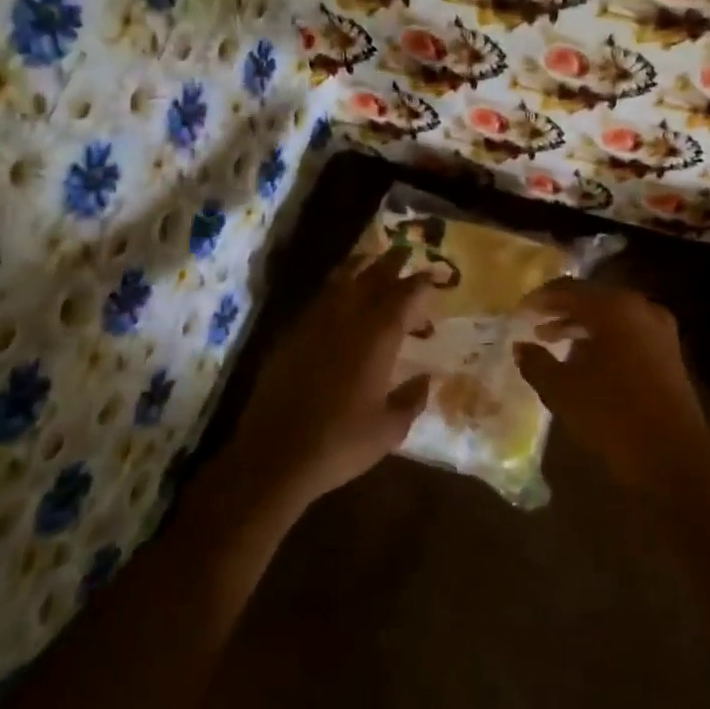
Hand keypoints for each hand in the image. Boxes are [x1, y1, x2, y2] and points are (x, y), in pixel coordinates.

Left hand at [231, 248, 430, 510]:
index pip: (405, 296)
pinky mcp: (289, 336)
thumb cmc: (341, 443)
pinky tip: (339, 301)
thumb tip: (426, 380)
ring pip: (339, 281)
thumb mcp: (390, 429)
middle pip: (371, 277)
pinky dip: (334, 291)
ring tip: (370, 262)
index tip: (433, 278)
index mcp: (377, 337)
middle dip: (391, 262)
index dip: (421, 284)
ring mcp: (313, 324)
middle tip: (404, 253)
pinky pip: (317, 301)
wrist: (275, 455)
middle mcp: (346, 319)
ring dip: (359, 268)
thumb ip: (412, 399)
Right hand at [513, 279, 709, 496]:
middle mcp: (641, 309)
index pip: (569, 289)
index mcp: (615, 308)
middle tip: (534, 321)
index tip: (519, 310)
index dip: (541, 298)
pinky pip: (628, 333)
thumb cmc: (611, 414)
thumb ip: (537, 363)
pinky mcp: (669, 353)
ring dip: (581, 326)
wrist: (672, 455)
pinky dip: (603, 338)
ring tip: (551, 340)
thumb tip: (520, 346)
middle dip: (562, 310)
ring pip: (612, 317)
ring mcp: (660, 330)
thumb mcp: (563, 389)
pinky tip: (585, 359)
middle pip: (594, 299)